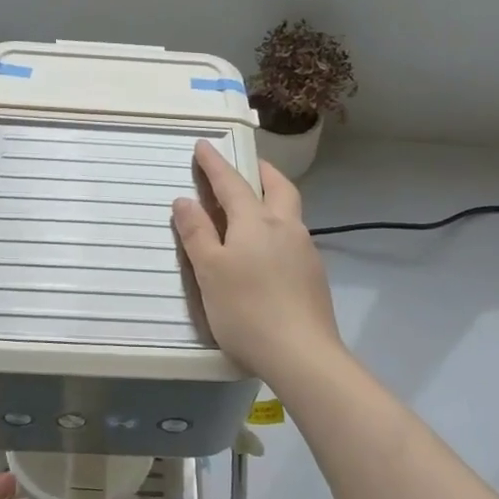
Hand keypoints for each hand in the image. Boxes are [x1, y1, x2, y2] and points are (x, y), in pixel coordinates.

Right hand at [172, 140, 343, 382]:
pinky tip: (268, 249)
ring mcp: (305, 251)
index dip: (215, 164)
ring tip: (252, 207)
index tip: (204, 145)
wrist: (302, 354)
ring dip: (271, 199)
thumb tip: (185, 200)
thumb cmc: (246, 310)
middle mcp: (286, 227)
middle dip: (259, 171)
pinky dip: (277, 228)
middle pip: (277, 187)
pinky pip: (293, 237)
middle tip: (243, 166)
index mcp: (256, 222)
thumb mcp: (210, 271)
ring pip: (289, 212)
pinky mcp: (314, 275)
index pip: (232, 183)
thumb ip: (197, 234)